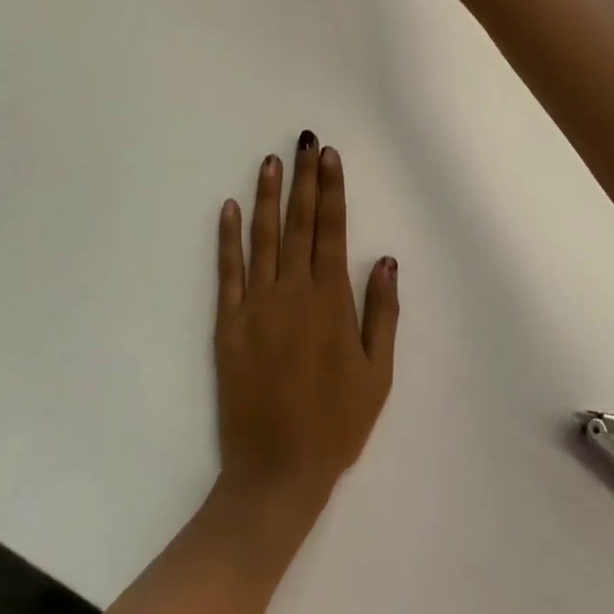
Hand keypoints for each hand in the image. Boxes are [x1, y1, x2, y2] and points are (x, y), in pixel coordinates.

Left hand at [215, 132, 398, 512]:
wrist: (276, 473)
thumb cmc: (336, 423)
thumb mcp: (377, 374)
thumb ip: (382, 313)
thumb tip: (385, 260)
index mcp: (330, 300)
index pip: (332, 229)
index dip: (332, 189)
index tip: (329, 156)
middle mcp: (293, 292)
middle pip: (299, 223)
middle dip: (303, 178)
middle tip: (304, 141)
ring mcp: (256, 305)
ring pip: (263, 238)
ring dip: (267, 196)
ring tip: (270, 161)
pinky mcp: (228, 325)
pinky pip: (227, 272)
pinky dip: (227, 238)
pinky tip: (229, 208)